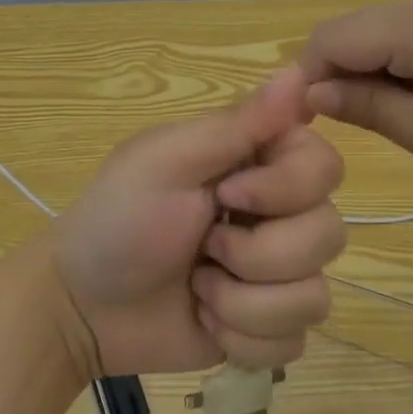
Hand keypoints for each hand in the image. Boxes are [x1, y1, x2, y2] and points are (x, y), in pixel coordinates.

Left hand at [50, 68, 346, 376]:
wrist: (83, 305)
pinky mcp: (269, 328)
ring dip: (244, 302)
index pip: (326, 166)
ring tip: (199, 290)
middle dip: (258, 255)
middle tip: (204, 248)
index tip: (227, 195)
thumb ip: (237, 124)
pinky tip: (207, 322)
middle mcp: (280, 215)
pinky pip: (293, 342)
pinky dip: (243, 339)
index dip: (286, 189)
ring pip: (315, 298)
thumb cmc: (118, 219)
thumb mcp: (167, 162)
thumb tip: (299, 71)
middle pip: (329, 235)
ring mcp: (278, 276)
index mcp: (259, 164)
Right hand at [299, 0, 412, 195]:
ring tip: (396, 117)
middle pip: (353, 28)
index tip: (307, 122)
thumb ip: (372, 108)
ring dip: (369, 68)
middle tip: (351, 126)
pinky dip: (400, 62)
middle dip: (335, 72)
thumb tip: (316, 90)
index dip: (305, 76)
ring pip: (383, 29)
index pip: (330, 37)